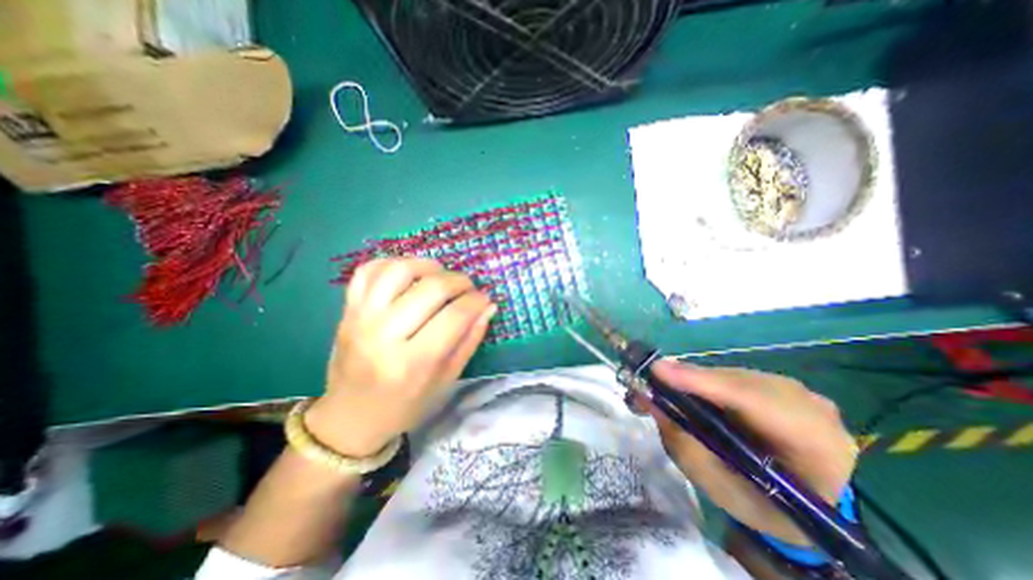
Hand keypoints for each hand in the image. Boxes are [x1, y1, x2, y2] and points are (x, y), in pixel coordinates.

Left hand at [304, 258, 495, 456]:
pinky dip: (393, 263)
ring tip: (440, 275)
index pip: (455, 316)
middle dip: (459, 281)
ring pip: (399, 270)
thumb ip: (469, 340)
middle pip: (431, 289)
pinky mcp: (347, 310)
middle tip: (468, 288)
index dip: (477, 301)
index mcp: (413, 363)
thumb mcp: (446, 381)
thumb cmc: (405, 405)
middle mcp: (384, 335)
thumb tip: (488, 306)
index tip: (484, 299)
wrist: (350, 416)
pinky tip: (410, 274)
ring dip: (428, 266)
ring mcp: (361, 318)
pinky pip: (369, 270)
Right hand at [649, 361, 860, 544]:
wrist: (806, 502)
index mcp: (817, 448)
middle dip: (692, 380)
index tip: (658, 372)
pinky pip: (733, 375)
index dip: (704, 383)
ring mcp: (798, 391)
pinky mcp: (778, 383)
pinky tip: (688, 389)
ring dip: (695, 380)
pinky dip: (705, 381)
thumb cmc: (763, 506)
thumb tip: (649, 400)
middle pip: (739, 382)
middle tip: (650, 380)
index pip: (757, 404)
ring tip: (664, 386)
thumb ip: (684, 445)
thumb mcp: (721, 490)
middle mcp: (812, 408)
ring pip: (732, 375)